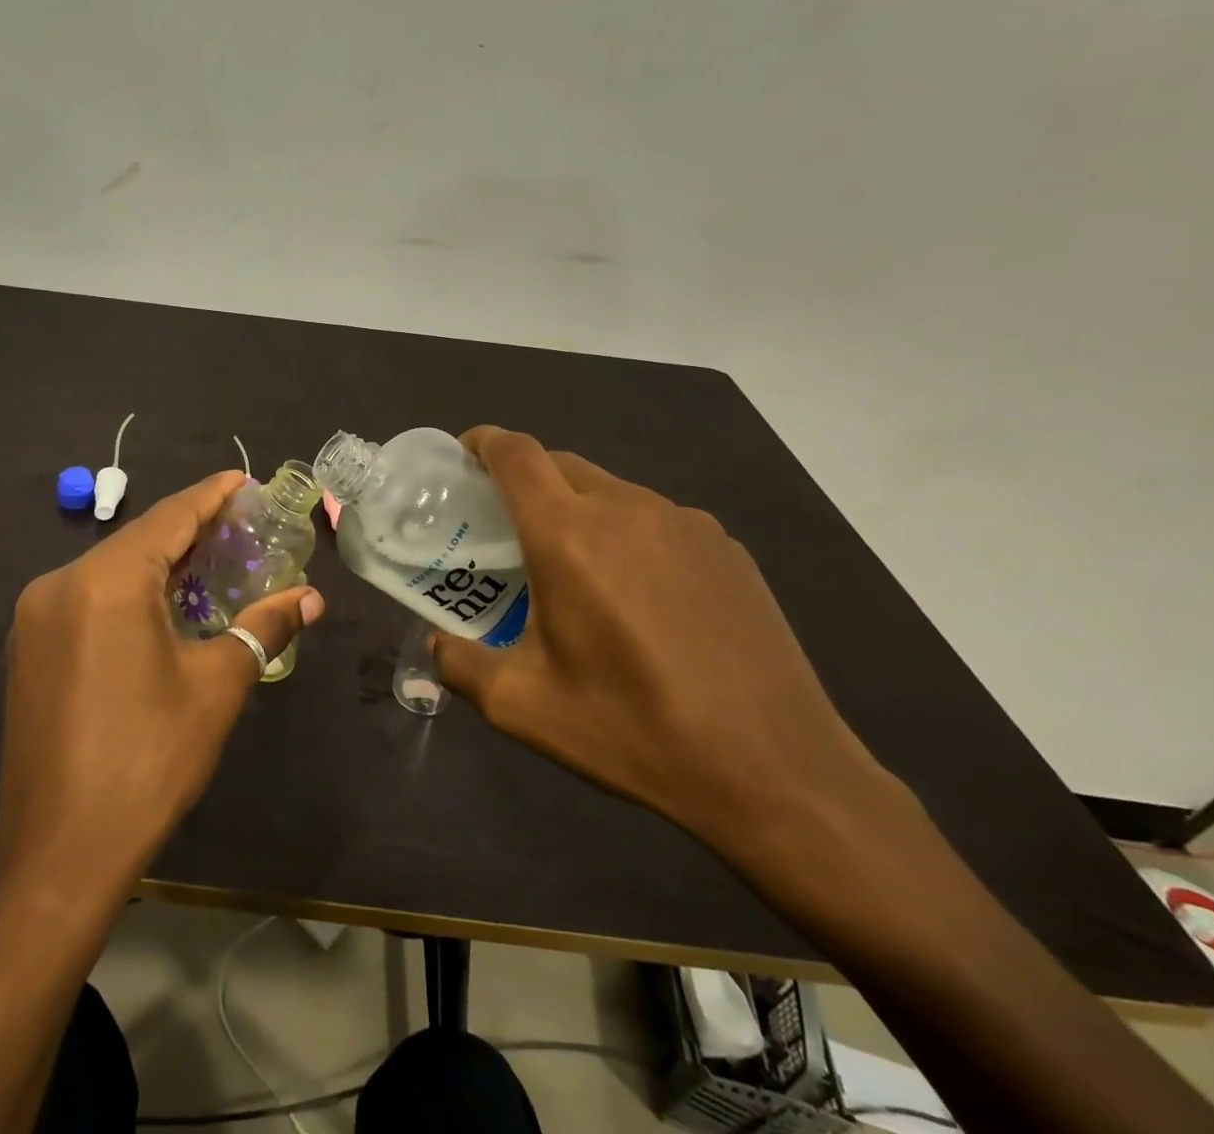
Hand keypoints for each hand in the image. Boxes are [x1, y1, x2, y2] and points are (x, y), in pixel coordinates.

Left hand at [0, 471, 324, 899]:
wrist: (59, 855)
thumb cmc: (148, 760)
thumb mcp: (217, 686)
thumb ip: (264, 627)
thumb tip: (310, 598)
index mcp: (106, 581)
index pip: (170, 517)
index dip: (211, 496)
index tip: (244, 480)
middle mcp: (61, 582)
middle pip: (139, 540)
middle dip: (191, 529)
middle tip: (241, 525)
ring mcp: (37, 616)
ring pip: (111, 568)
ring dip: (161, 562)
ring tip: (211, 562)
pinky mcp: (29, 647)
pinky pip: (89, 597)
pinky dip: (130, 591)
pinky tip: (163, 606)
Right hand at [431, 427, 886, 850]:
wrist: (776, 771)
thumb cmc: (633, 730)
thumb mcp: (522, 707)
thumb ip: (460, 665)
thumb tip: (437, 645)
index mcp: (568, 535)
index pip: (516, 454)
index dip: (483, 442)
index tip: (463, 457)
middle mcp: (626, 509)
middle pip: (560, 463)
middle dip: (524, 478)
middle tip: (506, 524)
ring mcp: (685, 523)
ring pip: (611, 490)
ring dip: (577, 508)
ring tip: (575, 567)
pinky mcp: (727, 547)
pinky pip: (657, 519)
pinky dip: (628, 534)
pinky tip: (640, 596)